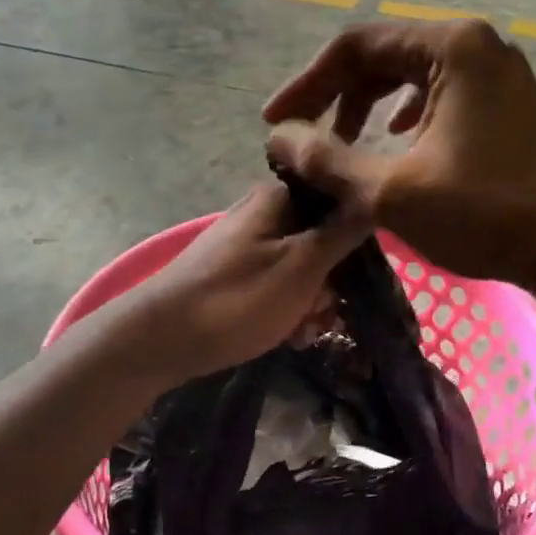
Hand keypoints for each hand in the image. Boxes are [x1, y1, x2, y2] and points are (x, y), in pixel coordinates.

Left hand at [112, 181, 369, 381]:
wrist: (161, 339)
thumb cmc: (237, 299)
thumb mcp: (302, 265)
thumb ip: (342, 231)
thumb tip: (374, 195)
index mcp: (278, 198)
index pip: (339, 200)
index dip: (358, 236)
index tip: (361, 273)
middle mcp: (262, 213)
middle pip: (322, 238)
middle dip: (332, 279)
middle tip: (324, 311)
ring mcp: (246, 245)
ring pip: (302, 267)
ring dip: (312, 300)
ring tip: (303, 329)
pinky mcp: (234, 275)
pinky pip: (277, 285)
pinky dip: (287, 308)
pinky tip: (288, 335)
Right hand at [263, 21, 535, 289]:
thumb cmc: (485, 214)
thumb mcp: (391, 190)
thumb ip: (327, 160)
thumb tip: (279, 139)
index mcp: (451, 47)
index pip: (356, 46)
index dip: (307, 84)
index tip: (274, 123)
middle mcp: (476, 45)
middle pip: (383, 56)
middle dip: (336, 95)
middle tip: (304, 137)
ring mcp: (496, 73)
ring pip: (410, 76)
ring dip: (367, 107)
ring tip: (341, 144)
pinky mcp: (505, 104)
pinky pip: (438, 95)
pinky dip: (403, 117)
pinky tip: (393, 143)